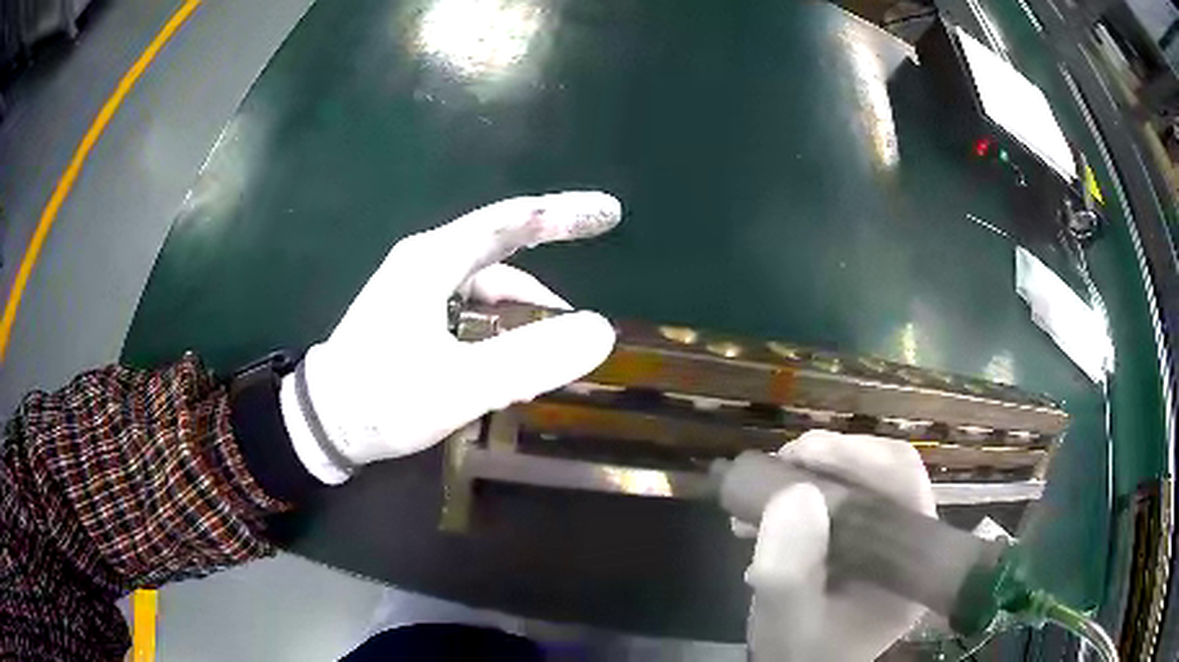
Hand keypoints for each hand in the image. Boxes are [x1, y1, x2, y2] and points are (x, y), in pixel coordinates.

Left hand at [280, 192, 621, 482]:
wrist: (323, 425)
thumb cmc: (383, 399)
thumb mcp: (460, 385)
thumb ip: (530, 359)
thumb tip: (599, 331)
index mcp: (434, 261)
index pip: (510, 220)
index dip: (563, 213)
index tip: (609, 212)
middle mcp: (426, 263)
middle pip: (503, 248)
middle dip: (552, 259)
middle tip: (594, 277)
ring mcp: (418, 289)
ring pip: (488, 288)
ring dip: (525, 314)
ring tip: (553, 354)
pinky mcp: (414, 316)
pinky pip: (472, 310)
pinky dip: (501, 329)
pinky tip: (514, 364)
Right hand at [740, 431, 936, 661]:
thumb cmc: (801, 654)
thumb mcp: (786, 623)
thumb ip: (788, 574)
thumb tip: (796, 493)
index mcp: (910, 563)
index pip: (904, 483)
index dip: (858, 456)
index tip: (801, 456)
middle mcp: (909, 542)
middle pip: (886, 473)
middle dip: (830, 458)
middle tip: (779, 464)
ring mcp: (887, 538)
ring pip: (863, 480)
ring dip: (812, 474)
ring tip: (761, 489)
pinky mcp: (863, 538)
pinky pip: (842, 497)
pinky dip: (804, 492)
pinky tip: (768, 509)